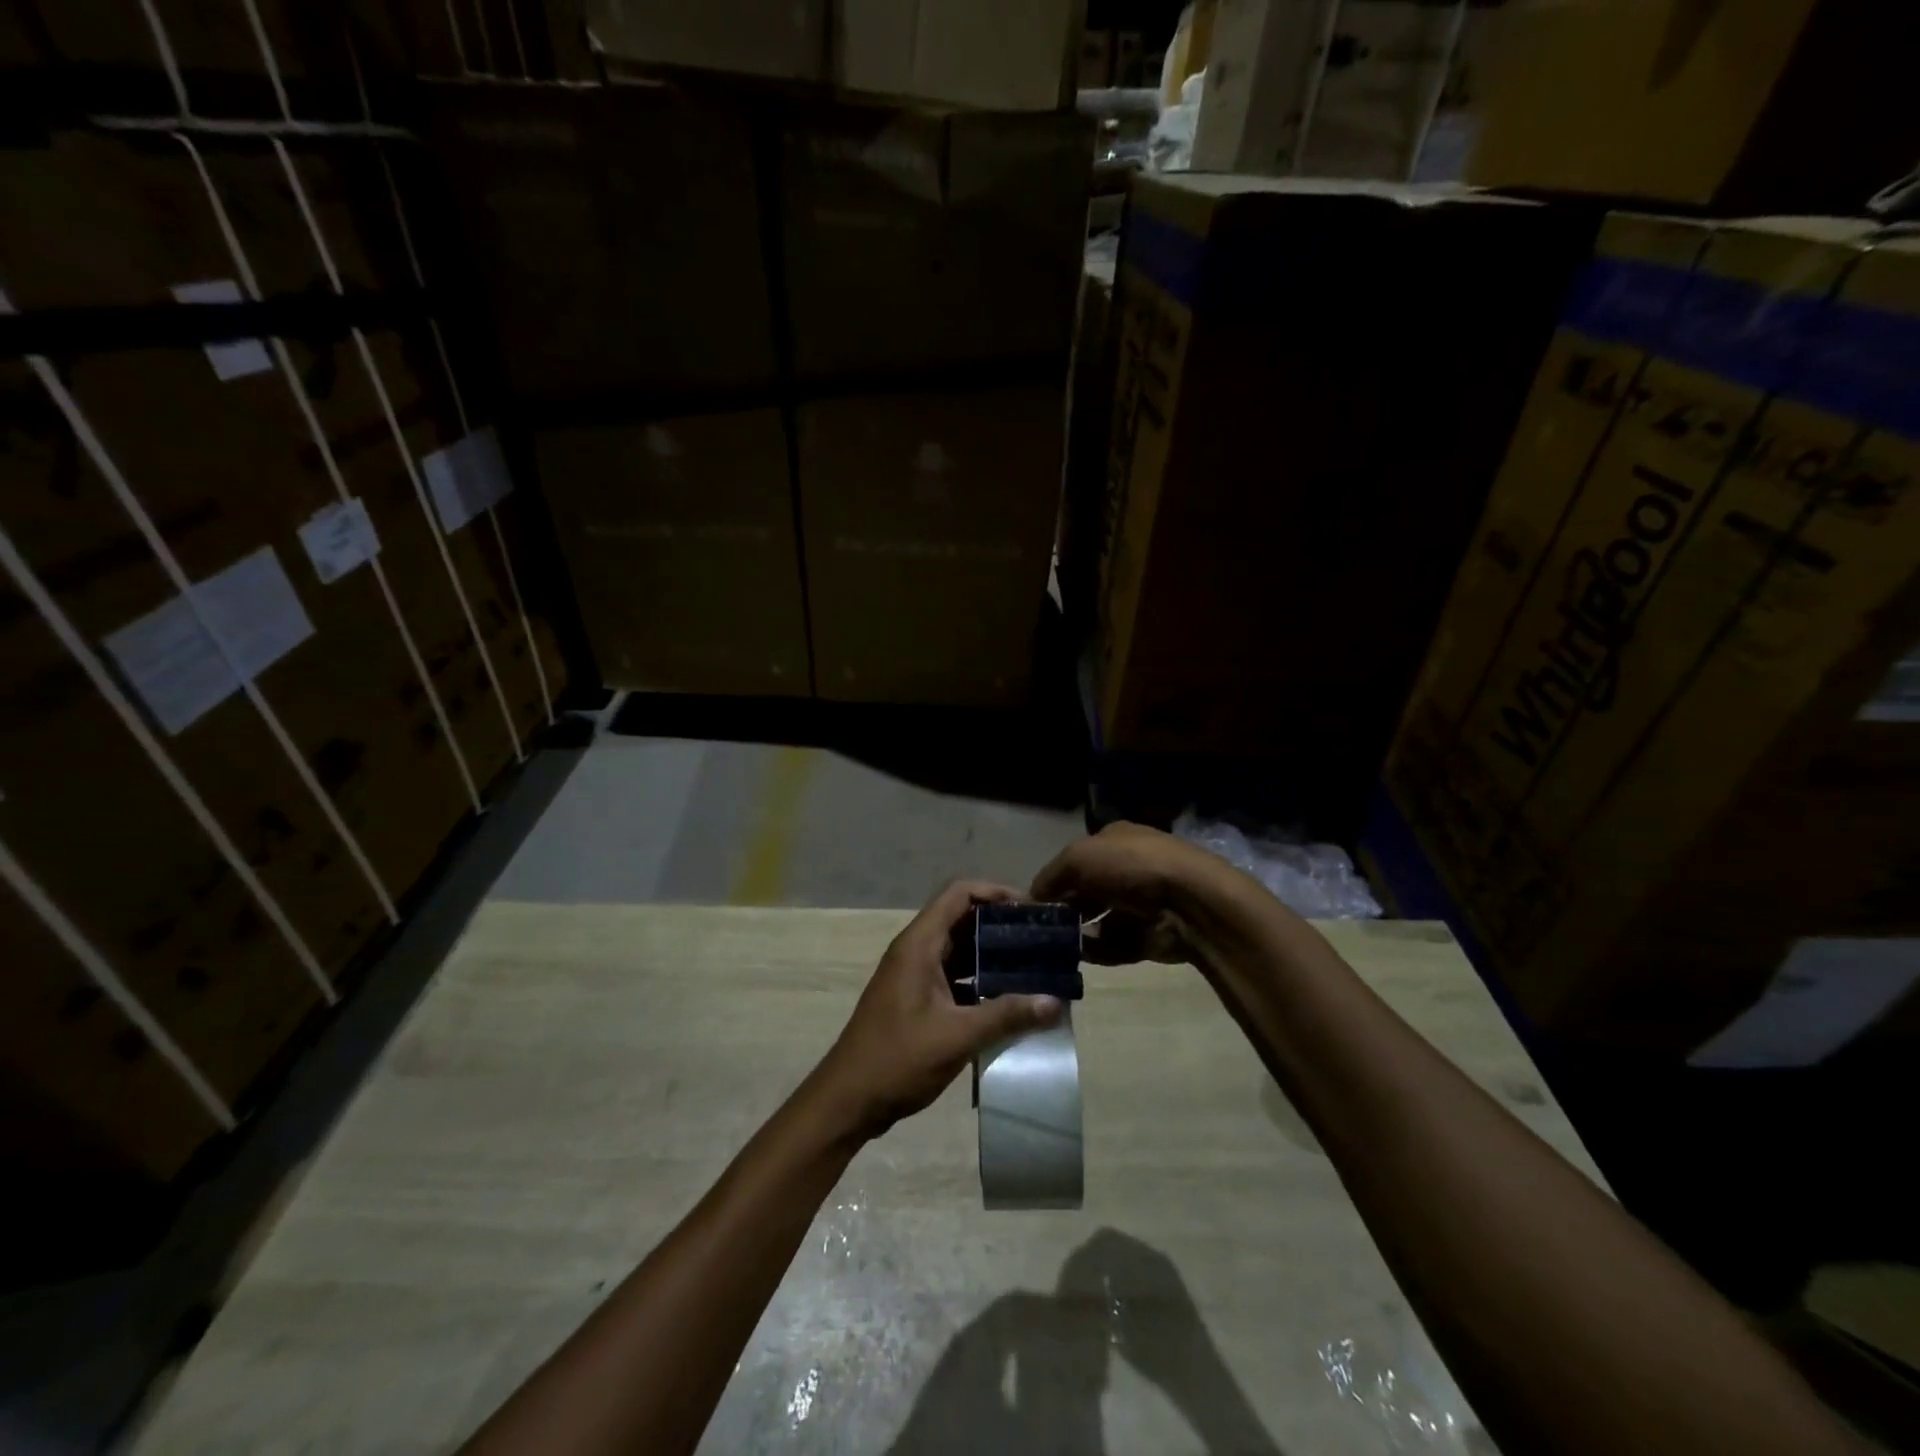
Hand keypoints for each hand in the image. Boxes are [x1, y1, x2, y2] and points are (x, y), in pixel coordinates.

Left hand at [817, 881, 1065, 1139]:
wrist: (848, 1100)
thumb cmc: (897, 1059)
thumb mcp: (957, 1036)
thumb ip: (1006, 1015)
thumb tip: (1055, 1001)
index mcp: (919, 944)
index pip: (959, 894)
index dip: (995, 892)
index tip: (1031, 908)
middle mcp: (916, 951)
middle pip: (962, 919)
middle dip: (1001, 926)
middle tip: (1041, 941)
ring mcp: (915, 975)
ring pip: (960, 950)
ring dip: (993, 956)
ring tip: (1034, 968)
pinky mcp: (918, 999)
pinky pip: (955, 977)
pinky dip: (981, 982)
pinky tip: (1010, 1002)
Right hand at [1030, 823, 1224, 964]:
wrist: (1190, 902)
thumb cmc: (1131, 867)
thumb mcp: (1078, 858)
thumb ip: (1050, 877)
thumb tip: (1032, 898)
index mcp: (1114, 840)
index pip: (1076, 860)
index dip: (1054, 879)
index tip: (1033, 904)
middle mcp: (1127, 868)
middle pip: (1086, 891)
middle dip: (1066, 909)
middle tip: (1042, 930)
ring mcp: (1140, 902)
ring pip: (1099, 921)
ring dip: (1078, 933)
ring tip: (1056, 947)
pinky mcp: (1150, 934)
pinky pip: (1115, 944)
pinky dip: (1098, 950)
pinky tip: (1082, 955)